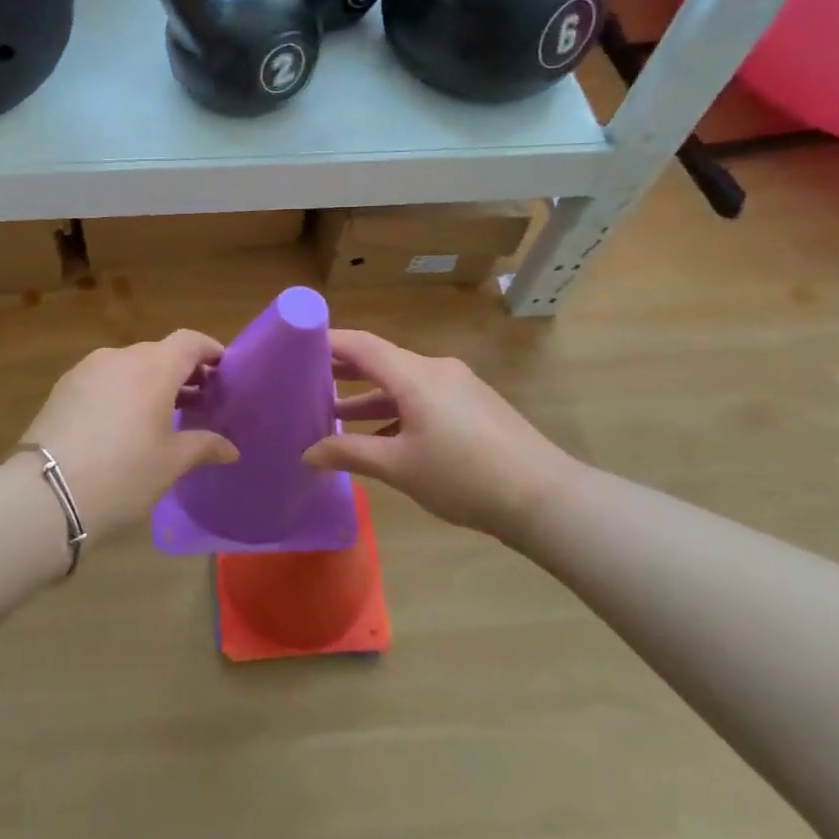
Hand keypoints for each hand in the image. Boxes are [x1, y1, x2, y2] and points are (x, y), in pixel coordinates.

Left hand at [18, 330, 238, 541]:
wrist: (45, 494)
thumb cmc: (123, 474)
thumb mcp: (171, 463)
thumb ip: (204, 446)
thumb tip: (230, 448)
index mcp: (153, 367)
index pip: (189, 341)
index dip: (210, 350)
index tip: (224, 369)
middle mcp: (120, 357)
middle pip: (159, 352)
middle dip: (182, 371)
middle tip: (199, 400)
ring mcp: (87, 370)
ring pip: (129, 365)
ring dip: (150, 381)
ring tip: (162, 414)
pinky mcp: (63, 388)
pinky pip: (104, 379)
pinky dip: (122, 390)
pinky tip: (123, 422)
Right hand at [302, 329, 574, 541]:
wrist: (543, 497)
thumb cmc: (463, 476)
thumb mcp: (399, 467)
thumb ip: (350, 453)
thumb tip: (307, 453)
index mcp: (415, 375)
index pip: (361, 345)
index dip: (326, 341)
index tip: (295, 344)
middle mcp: (435, 369)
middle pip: (380, 360)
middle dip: (343, 370)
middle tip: (305, 379)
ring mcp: (458, 386)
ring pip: (402, 382)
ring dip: (370, 396)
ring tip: (334, 413)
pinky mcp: (472, 405)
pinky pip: (423, 397)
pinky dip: (396, 409)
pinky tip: (380, 436)